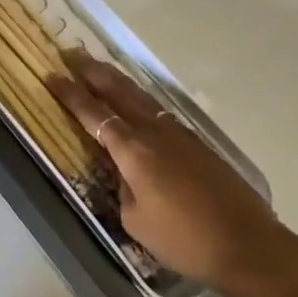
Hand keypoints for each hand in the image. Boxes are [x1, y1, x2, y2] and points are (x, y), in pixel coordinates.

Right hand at [47, 52, 285, 295]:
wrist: (246, 243)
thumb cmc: (184, 238)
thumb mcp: (136, 221)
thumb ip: (123, 188)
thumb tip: (124, 171)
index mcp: (132, 149)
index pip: (93, 113)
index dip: (70, 94)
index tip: (51, 75)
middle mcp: (152, 130)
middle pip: (117, 90)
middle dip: (91, 70)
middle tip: (71, 53)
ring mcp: (177, 131)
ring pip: (139, 94)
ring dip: (115, 78)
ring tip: (98, 66)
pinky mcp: (195, 141)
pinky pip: (157, 107)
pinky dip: (137, 95)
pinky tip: (134, 98)